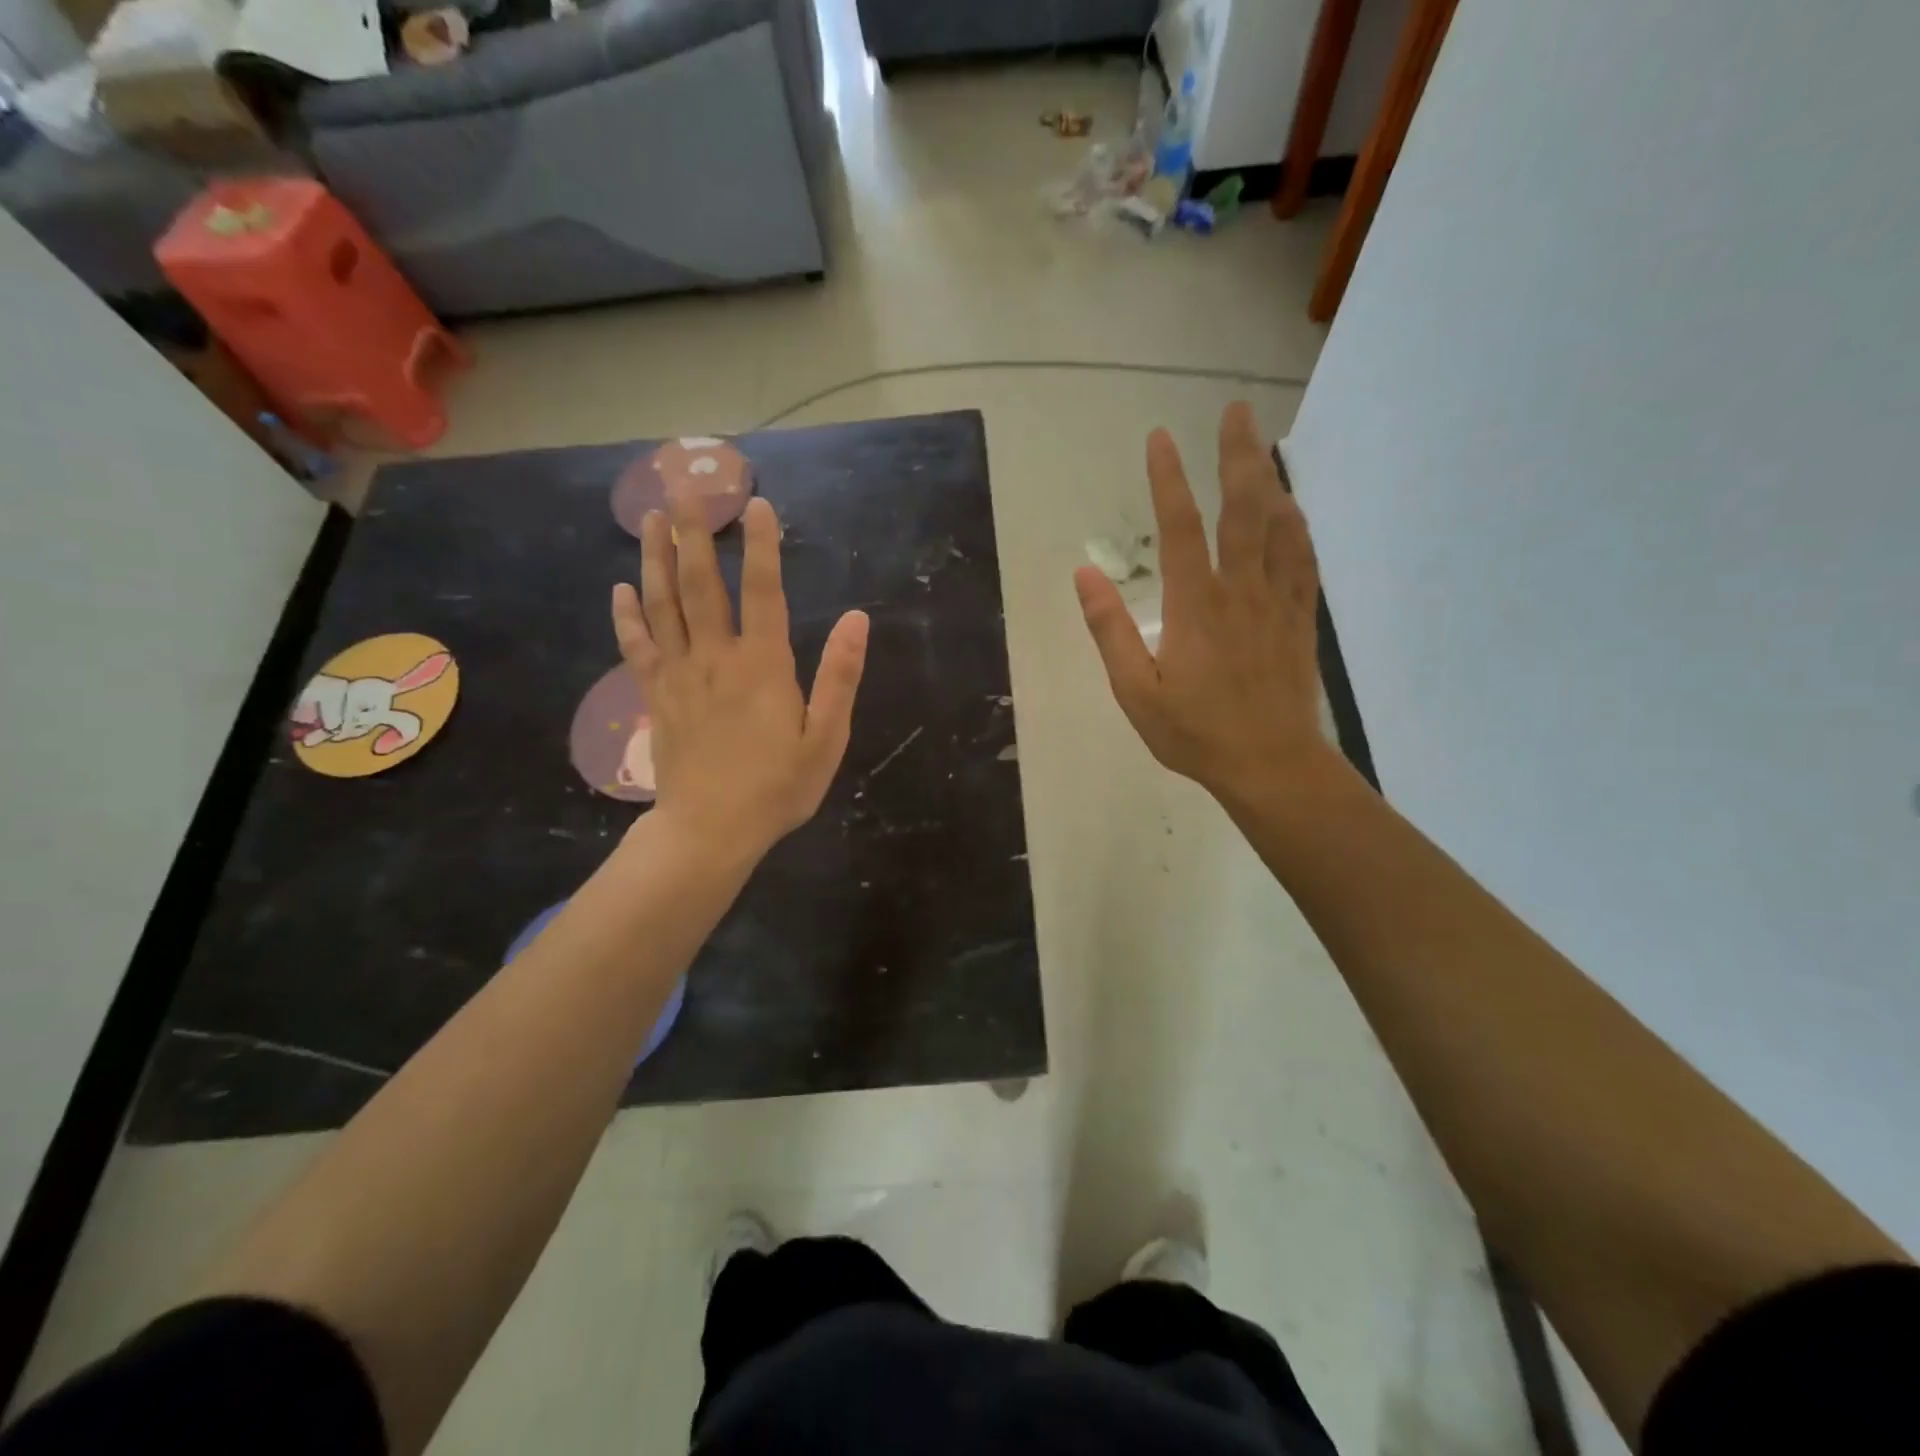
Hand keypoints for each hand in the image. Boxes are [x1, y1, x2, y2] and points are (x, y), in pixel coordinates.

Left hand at [612, 491, 868, 860]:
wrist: (711, 831)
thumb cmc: (778, 787)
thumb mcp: (826, 738)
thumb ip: (840, 676)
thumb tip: (857, 619)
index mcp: (762, 665)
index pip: (762, 591)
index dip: (761, 546)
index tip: (756, 504)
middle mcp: (716, 658)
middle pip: (700, 584)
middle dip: (693, 532)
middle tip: (683, 485)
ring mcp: (679, 675)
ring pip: (663, 605)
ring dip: (656, 557)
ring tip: (650, 517)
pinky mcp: (656, 696)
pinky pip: (638, 647)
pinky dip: (628, 616)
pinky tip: (622, 588)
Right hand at [1074, 401, 1331, 804]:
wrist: (1271, 765)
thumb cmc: (1195, 733)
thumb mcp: (1135, 692)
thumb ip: (1109, 631)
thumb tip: (1084, 575)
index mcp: (1195, 606)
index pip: (1180, 527)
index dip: (1168, 479)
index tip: (1159, 438)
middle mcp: (1240, 590)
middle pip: (1243, 508)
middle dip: (1237, 455)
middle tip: (1236, 410)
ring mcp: (1276, 602)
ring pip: (1279, 526)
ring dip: (1269, 479)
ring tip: (1261, 444)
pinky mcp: (1300, 619)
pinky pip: (1303, 559)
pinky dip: (1297, 526)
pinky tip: (1291, 508)